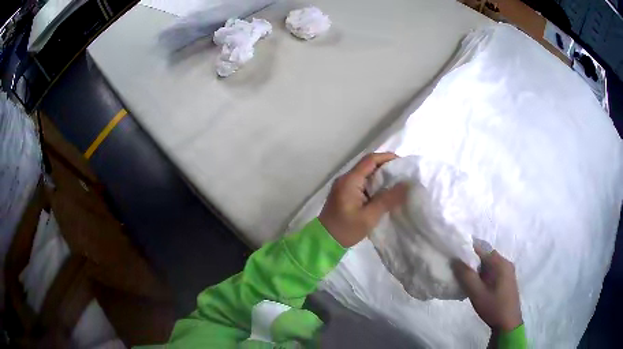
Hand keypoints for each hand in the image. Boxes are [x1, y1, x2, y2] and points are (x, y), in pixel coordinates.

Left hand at [318, 153, 407, 246]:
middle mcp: (345, 178)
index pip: (370, 160)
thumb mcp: (369, 217)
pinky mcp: (344, 193)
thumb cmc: (346, 230)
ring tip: (397, 183)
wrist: (324, 241)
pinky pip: (361, 182)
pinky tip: (384, 192)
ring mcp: (343, 185)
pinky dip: (373, 184)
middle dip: (386, 167)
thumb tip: (406, 184)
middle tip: (403, 175)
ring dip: (380, 176)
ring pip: (365, 174)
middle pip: (368, 165)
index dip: (387, 158)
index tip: (403, 163)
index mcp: (350, 180)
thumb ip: (388, 199)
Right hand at [452, 244, 522, 332]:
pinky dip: (482, 274)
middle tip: (457, 269)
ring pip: (488, 264)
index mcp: (501, 263)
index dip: (467, 251)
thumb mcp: (477, 293)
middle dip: (471, 260)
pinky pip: (492, 271)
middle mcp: (506, 263)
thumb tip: (455, 260)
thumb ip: (466, 276)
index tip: (453, 256)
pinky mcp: (506, 279)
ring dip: (476, 269)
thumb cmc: (493, 307)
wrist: (508, 323)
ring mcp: (507, 271)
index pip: (481, 249)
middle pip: (485, 255)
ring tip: (464, 278)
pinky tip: (475, 285)